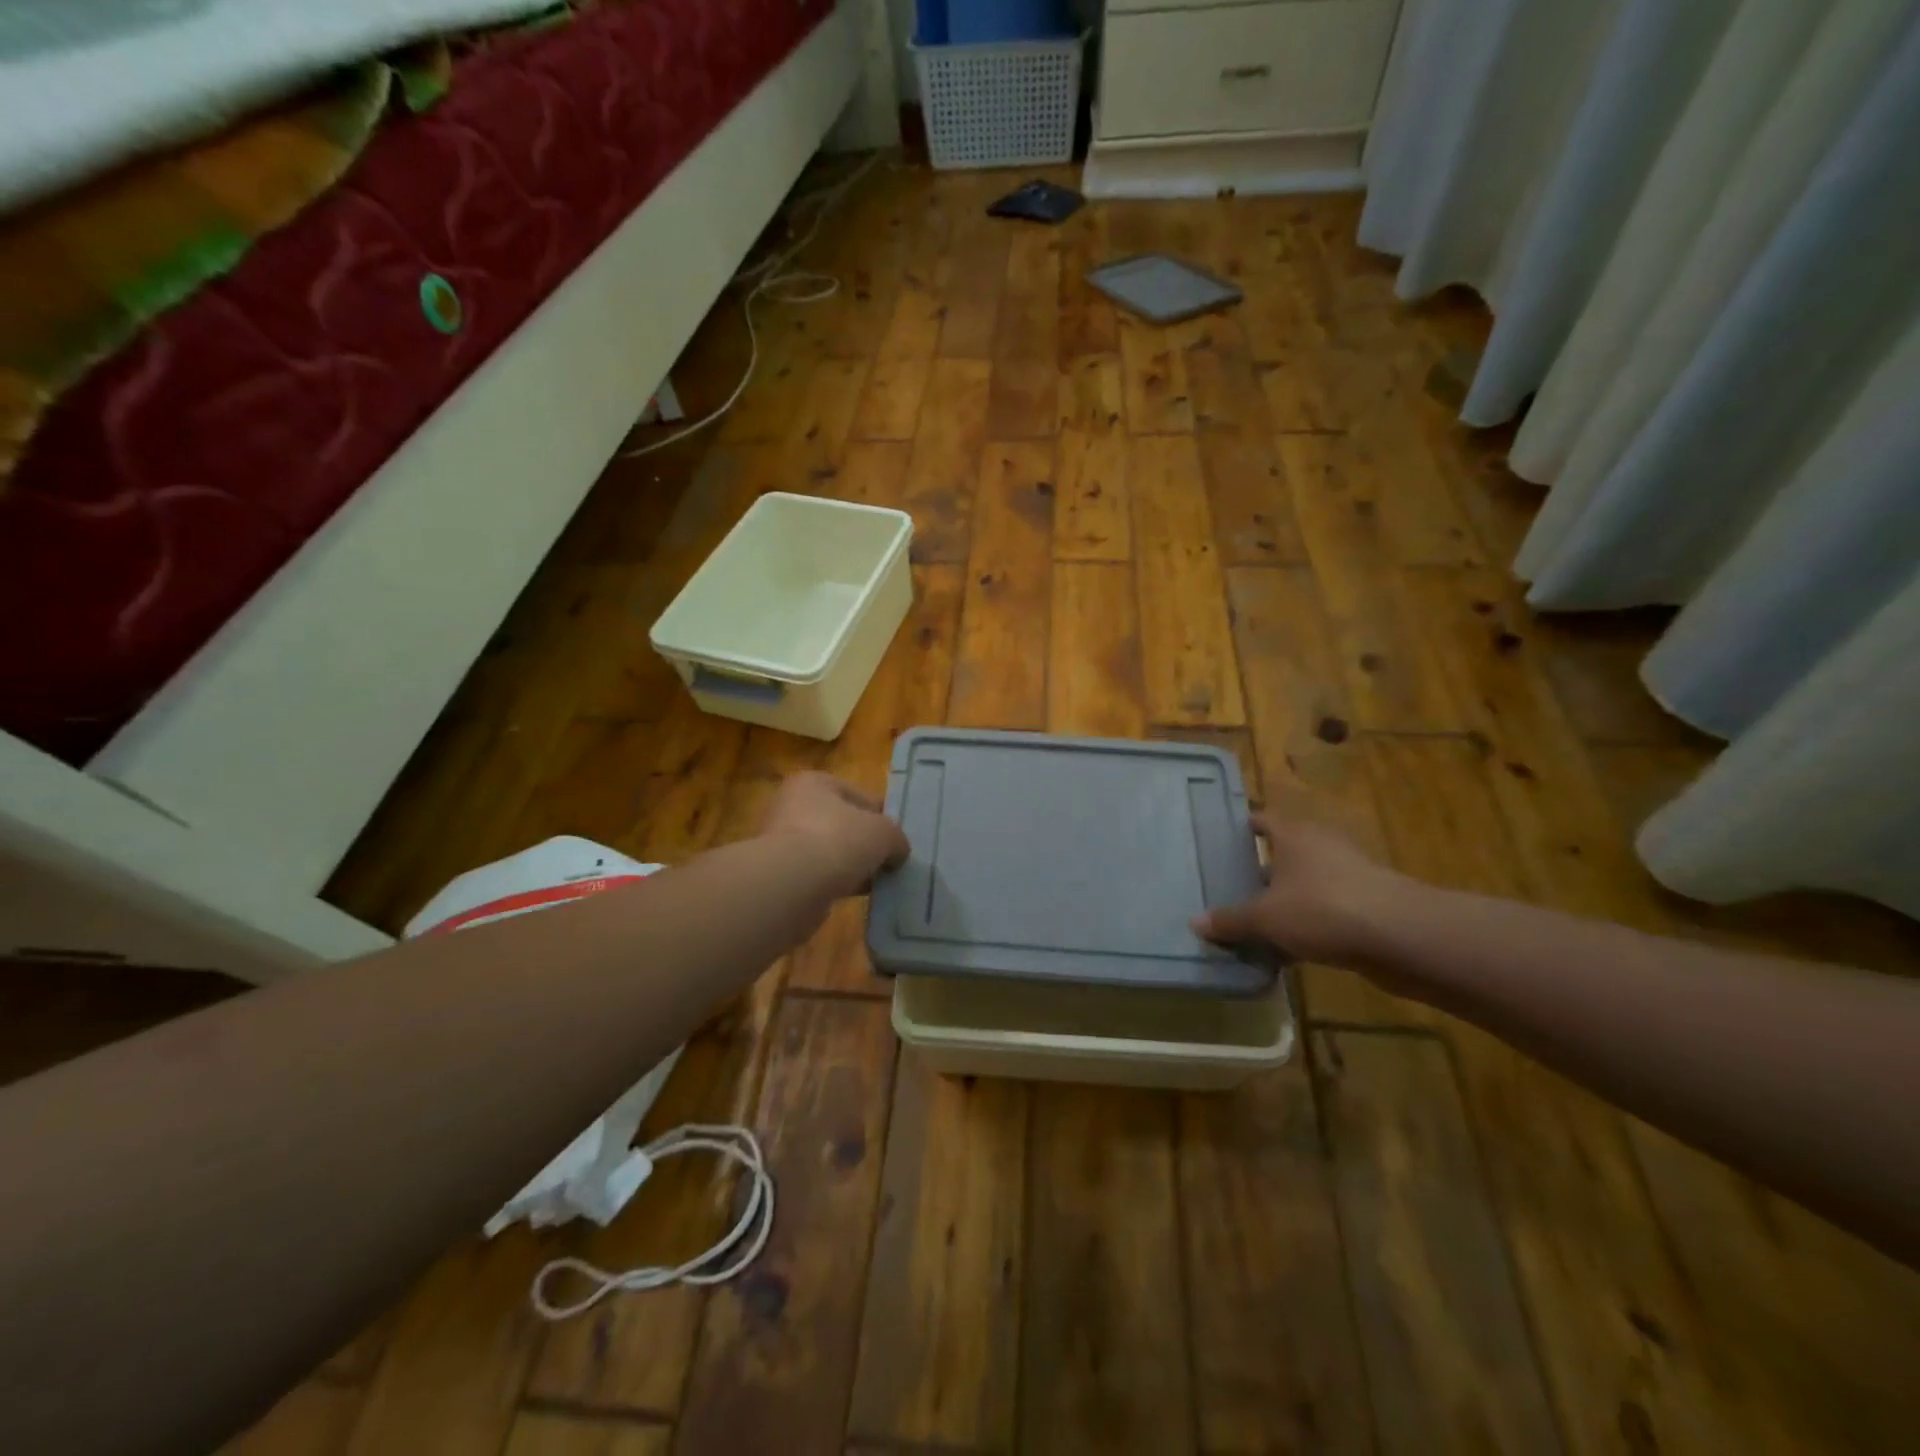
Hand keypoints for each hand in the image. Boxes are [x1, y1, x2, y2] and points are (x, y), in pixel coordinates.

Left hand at [760, 772, 909, 899]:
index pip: (858, 794)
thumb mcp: (884, 832)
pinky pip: (818, 874)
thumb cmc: (839, 840)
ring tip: (876, 881)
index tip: (897, 836)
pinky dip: (836, 883)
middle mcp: (792, 805)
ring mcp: (782, 841)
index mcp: (813, 782)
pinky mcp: (780, 874)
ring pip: (830, 850)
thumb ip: (896, 837)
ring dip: (851, 865)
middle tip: (889, 860)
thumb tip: (897, 852)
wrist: (793, 885)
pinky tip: (855, 894)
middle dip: (864, 842)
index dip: (881, 815)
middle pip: (842, 823)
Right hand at [1192, 815, 1410, 965]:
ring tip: (1256, 920)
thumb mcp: (1265, 917)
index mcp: (1295, 835)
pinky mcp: (1368, 905)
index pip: (1263, 819)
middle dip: (1261, 869)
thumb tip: (1194, 922)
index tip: (1222, 838)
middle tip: (1231, 885)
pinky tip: (1290, 947)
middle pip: (1285, 852)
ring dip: (1286, 899)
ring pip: (1306, 883)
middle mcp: (1322, 846)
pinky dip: (1309, 923)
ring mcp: (1349, 875)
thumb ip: (1230, 920)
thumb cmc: (1322, 908)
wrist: (1402, 937)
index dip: (1243, 827)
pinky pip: (1326, 910)